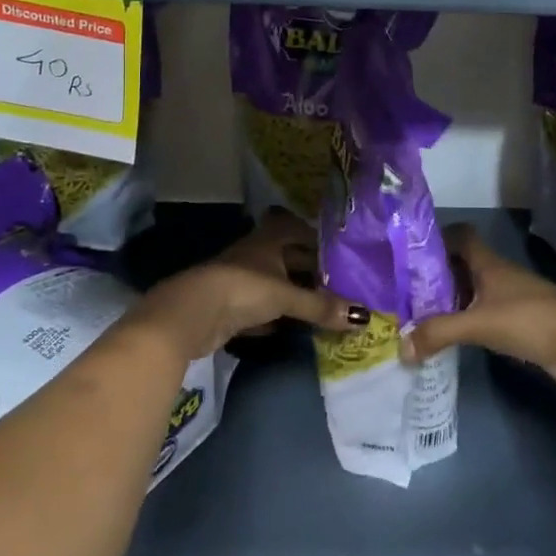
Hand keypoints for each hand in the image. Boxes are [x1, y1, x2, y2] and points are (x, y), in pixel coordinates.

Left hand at [136, 210, 364, 359]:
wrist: (191, 314)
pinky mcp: (230, 308)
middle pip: (286, 257)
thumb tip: (364, 317)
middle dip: (308, 268)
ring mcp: (240, 281)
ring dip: (293, 293)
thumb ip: (321, 306)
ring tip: (323, 304)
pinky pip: (261, 309)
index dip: (314, 235)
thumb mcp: (286, 296)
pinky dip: (276, 316)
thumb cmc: (243, 289)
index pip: (295, 228)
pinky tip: (291, 327)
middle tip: (339, 280)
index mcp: (268, 240)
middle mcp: (255, 255)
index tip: (339, 248)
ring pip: (274, 283)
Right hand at [403, 225, 555, 386]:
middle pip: (463, 265)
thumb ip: (439, 333)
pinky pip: (486, 315)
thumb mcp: (479, 324)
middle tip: (406, 292)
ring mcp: (513, 298)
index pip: (460, 236)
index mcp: (489, 263)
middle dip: (436, 275)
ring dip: (451, 301)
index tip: (410, 254)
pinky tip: (453, 338)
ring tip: (420, 317)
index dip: (437, 239)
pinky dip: (468, 322)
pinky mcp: (522, 323)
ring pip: (474, 291)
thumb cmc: (531, 321)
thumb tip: (401, 347)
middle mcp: (499, 274)